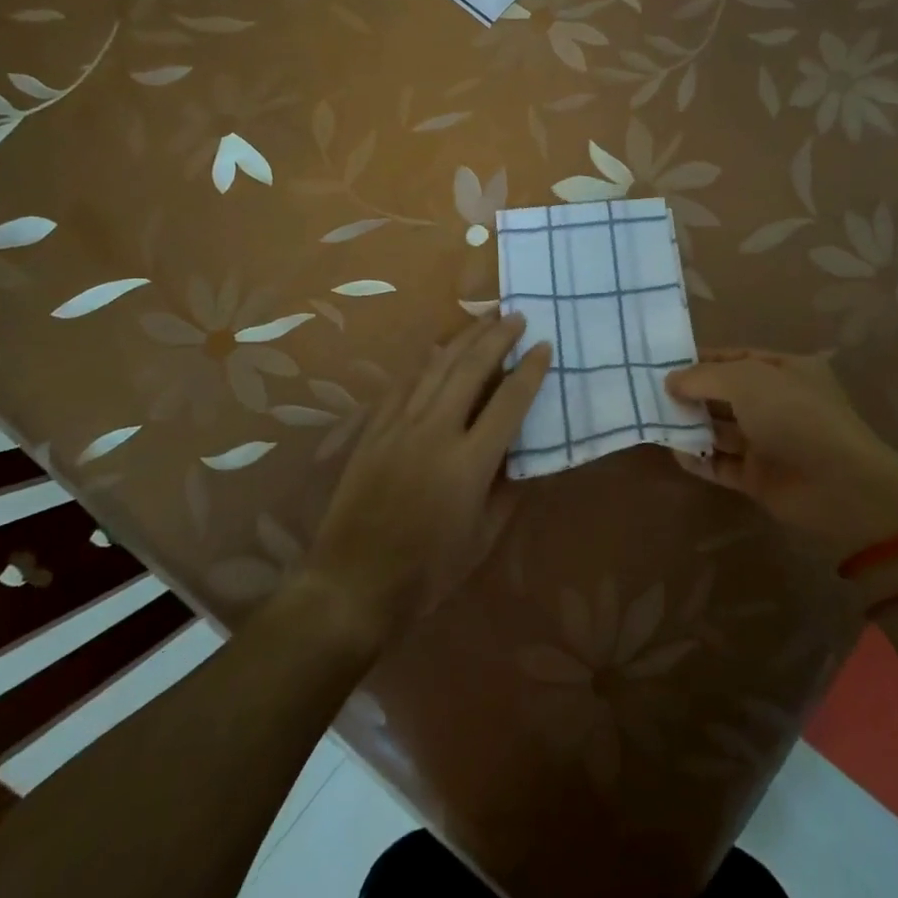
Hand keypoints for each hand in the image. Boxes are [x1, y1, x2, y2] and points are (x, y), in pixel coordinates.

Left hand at [304, 313, 550, 645]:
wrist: (354, 582)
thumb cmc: (429, 570)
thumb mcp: (484, 537)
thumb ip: (508, 488)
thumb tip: (523, 452)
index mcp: (469, 462)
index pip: (509, 402)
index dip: (530, 371)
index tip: (544, 346)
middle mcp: (435, 432)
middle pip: (471, 369)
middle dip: (497, 337)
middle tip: (517, 315)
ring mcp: (399, 426)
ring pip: (436, 367)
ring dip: (463, 338)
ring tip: (485, 318)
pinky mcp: (373, 430)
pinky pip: (403, 383)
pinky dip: (426, 362)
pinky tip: (437, 349)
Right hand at [665, 348, 897, 565]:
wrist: (838, 485)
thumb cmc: (794, 415)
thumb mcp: (746, 380)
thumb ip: (703, 377)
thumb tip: (670, 380)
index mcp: (785, 370)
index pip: (736, 358)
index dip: (701, 360)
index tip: (663, 364)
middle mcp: (777, 403)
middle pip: (726, 394)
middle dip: (692, 393)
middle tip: (650, 394)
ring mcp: (769, 441)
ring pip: (722, 429)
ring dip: (691, 426)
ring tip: (654, 420)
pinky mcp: (760, 477)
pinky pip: (722, 463)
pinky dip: (699, 458)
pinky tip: (673, 452)